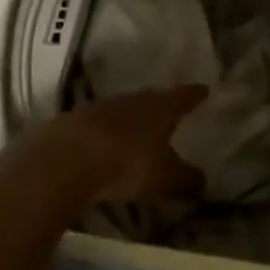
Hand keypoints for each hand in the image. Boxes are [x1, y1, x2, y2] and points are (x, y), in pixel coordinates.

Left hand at [54, 86, 207, 202]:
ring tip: (136, 133)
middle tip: (169, 112)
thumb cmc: (127, 163)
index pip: (184, 96)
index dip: (195, 95)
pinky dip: (103, 135)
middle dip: (161, 106)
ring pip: (122, 110)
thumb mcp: (164, 178)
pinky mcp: (72, 122)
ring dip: (129, 120)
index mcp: (161, 108)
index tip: (204, 90)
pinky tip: (102, 148)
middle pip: (152, 99)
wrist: (65, 159)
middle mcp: (133, 100)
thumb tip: (203, 179)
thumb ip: (185, 178)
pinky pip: (96, 126)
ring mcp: (100, 108)